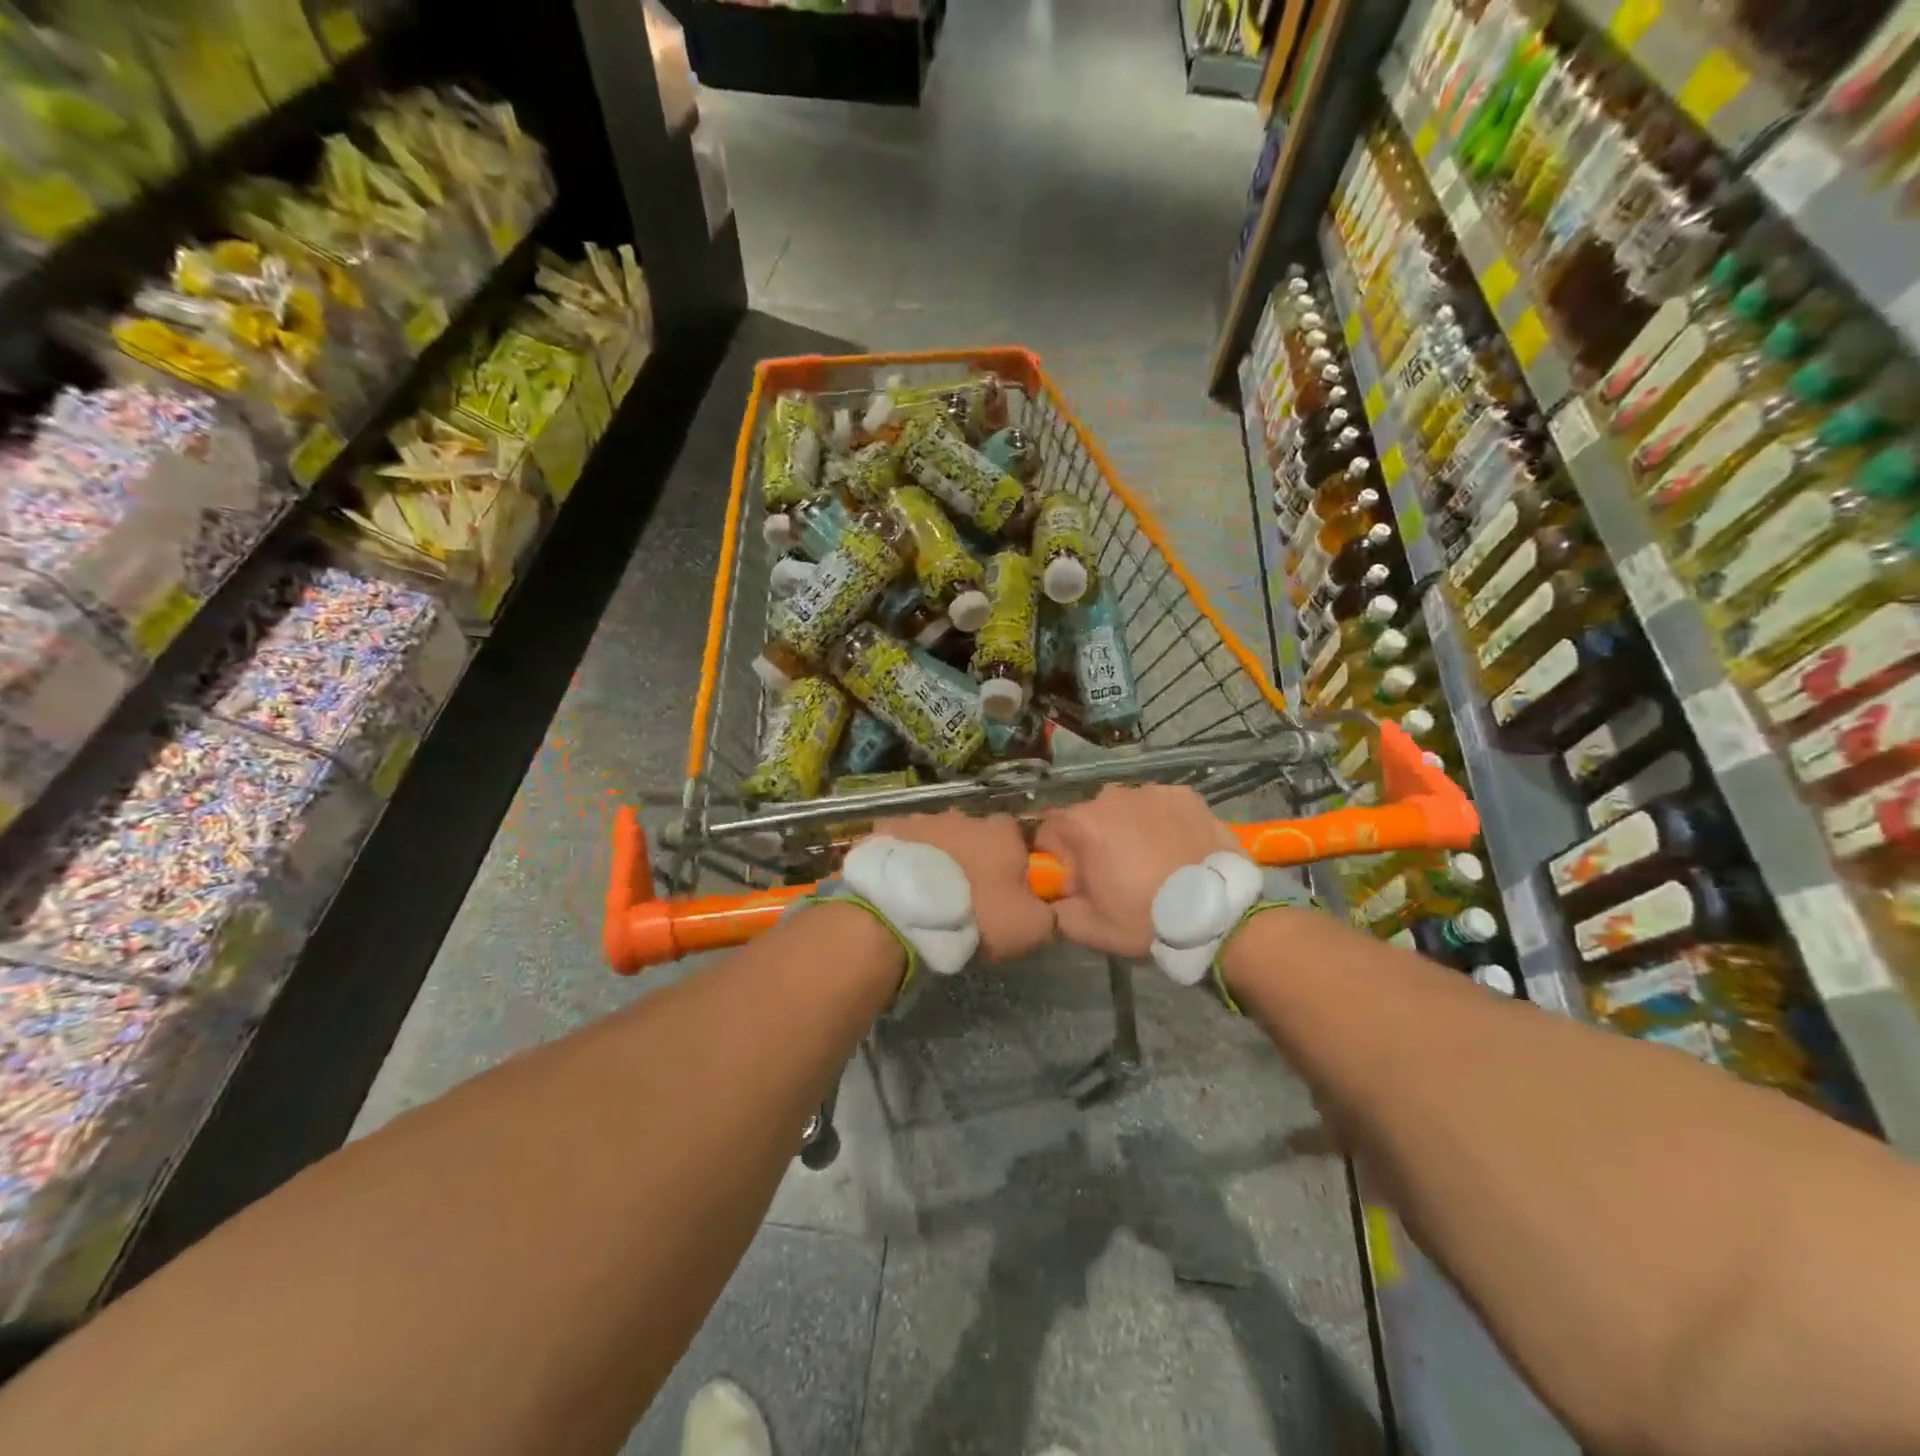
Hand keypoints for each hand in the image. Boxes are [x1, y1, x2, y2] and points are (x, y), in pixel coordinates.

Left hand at [870, 811, 1053, 961]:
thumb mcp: (1029, 927)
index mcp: (1002, 832)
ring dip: (936, 859)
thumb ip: (1048, 914)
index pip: (1016, 840)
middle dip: (972, 859)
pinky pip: (901, 843)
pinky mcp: (888, 829)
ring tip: (926, 894)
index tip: (1005, 892)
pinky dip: (902, 859)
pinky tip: (897, 883)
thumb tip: (1049, 910)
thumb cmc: (976, 913)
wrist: (907, 909)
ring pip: (937, 838)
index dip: (1013, 865)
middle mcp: (964, 816)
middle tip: (964, 897)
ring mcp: (923, 818)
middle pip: (975, 836)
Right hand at [1035, 785, 1238, 956]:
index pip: (1048, 832)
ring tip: (1152, 861)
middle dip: (1094, 842)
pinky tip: (1175, 848)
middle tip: (1117, 875)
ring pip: (1125, 809)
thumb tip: (1050, 898)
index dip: (1059, 859)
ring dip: (1127, 828)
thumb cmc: (1145, 919)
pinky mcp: (1184, 794)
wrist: (1218, 915)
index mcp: (1081, 824)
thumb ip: (1054, 909)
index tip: (1078, 883)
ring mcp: (1151, 791)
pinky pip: (1160, 805)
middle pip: (1087, 817)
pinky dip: (1161, 822)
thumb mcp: (1086, 928)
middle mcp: (1110, 796)